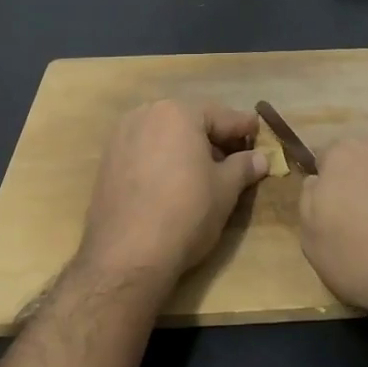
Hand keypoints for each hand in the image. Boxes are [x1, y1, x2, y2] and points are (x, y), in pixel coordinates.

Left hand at [79, 99, 269, 284]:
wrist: (127, 255)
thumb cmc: (186, 212)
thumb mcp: (225, 189)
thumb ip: (244, 166)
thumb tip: (260, 158)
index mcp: (179, 112)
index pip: (222, 116)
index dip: (244, 127)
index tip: (258, 134)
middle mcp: (146, 114)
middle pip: (189, 121)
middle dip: (213, 137)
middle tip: (234, 157)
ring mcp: (121, 137)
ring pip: (164, 134)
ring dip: (186, 147)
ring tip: (204, 172)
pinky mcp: (107, 161)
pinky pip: (144, 150)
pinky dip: (162, 159)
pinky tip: (173, 182)